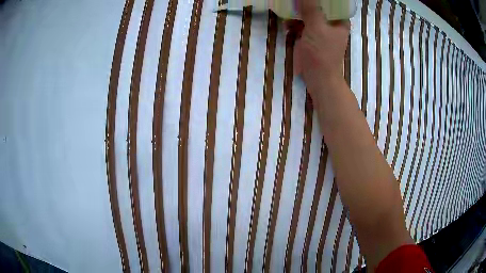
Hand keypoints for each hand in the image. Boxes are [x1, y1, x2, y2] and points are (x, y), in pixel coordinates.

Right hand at [290, 0, 349, 97]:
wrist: (318, 78)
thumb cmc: (322, 53)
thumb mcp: (316, 27)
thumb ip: (311, 8)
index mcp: (339, 20)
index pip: (331, 2)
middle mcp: (330, 22)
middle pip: (317, 6)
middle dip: (304, 3)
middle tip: (292, 0)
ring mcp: (319, 29)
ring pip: (307, 14)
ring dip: (296, 13)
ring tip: (286, 12)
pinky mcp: (309, 36)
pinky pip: (300, 24)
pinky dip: (293, 23)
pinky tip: (287, 25)